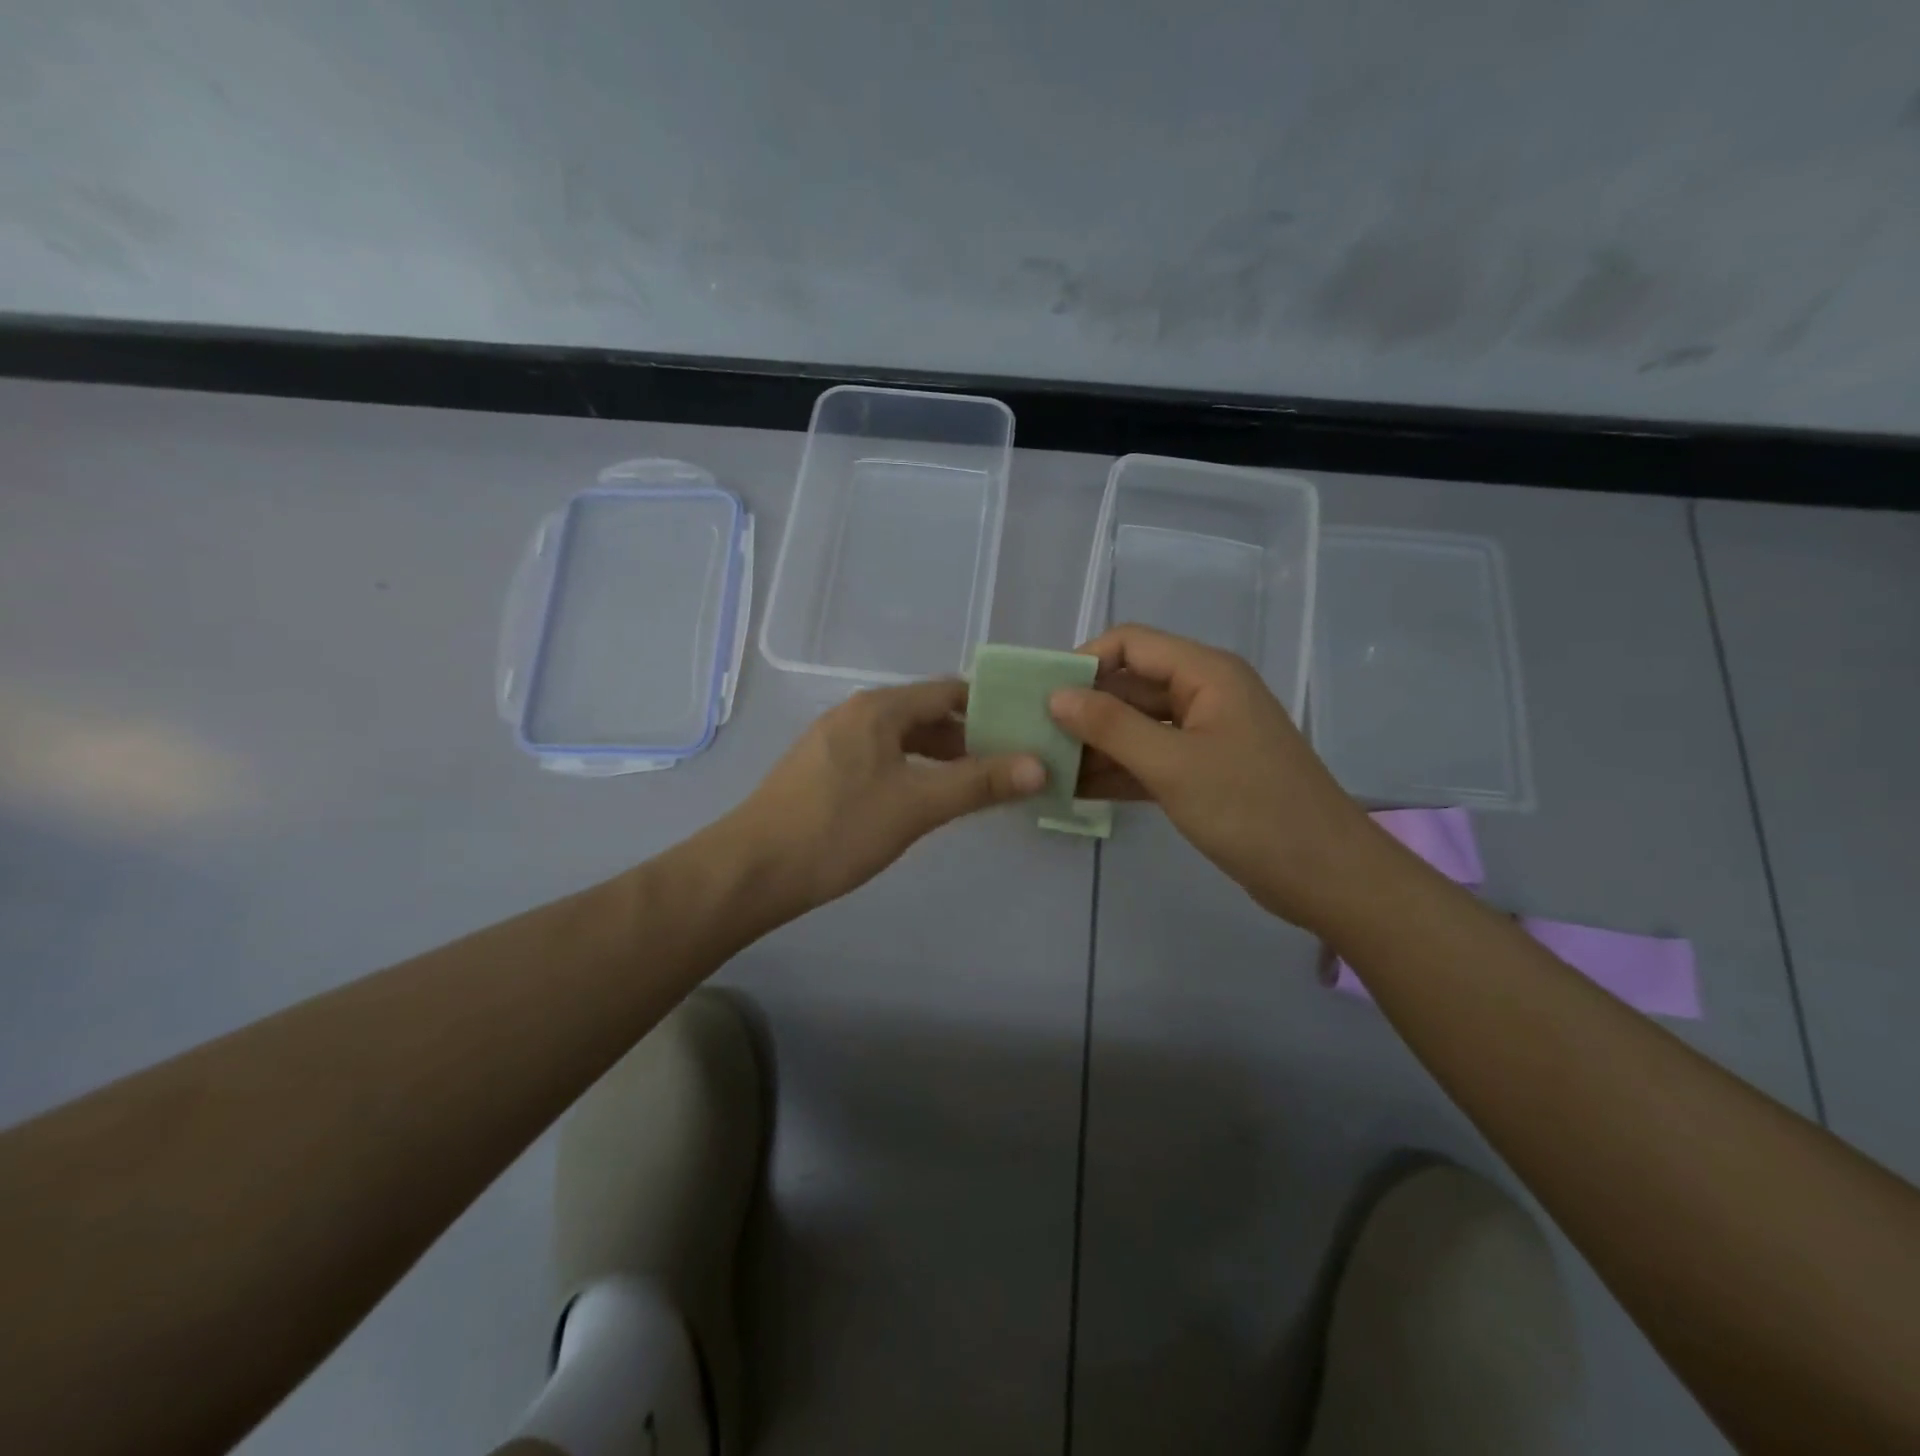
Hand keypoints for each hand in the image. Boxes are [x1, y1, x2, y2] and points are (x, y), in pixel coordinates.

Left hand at [720, 679, 1044, 924]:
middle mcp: (856, 714)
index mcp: (879, 708)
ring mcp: (835, 742)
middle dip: (970, 737)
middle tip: (1011, 765)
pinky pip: (882, 758)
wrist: (752, 870)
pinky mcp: (823, 771)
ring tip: (978, 786)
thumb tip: (1040, 765)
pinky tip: (926, 800)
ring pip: (903, 739)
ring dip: (942, 757)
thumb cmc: (838, 829)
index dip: (991, 708)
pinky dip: (913, 771)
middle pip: (926, 714)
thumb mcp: (917, 805)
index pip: (949, 692)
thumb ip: (979, 783)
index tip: (1026, 732)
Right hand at [1049, 624, 1373, 928]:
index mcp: (1206, 673)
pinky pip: (1149, 758)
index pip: (1130, 644)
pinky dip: (1116, 770)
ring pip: (1136, 725)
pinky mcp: (1203, 772)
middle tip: (1032, 734)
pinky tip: (1074, 789)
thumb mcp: (1173, 765)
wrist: (1325, 876)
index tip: (1041, 694)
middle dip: (1083, 706)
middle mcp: (1204, 694)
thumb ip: (1111, 726)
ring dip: (1095, 742)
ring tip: (1044, 765)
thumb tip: (1056, 696)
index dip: (1084, 661)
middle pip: (1130, 684)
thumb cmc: (1251, 810)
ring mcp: (1204, 735)